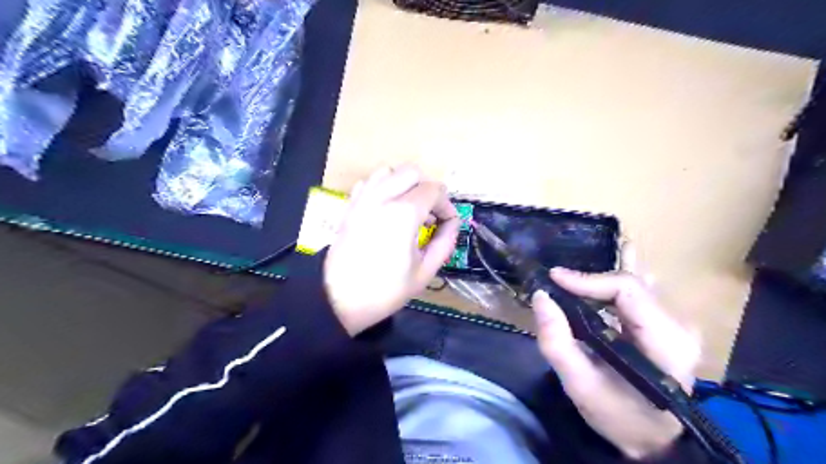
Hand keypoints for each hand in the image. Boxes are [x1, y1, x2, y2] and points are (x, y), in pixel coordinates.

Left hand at [326, 164, 462, 334]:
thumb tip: (452, 224)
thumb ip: (445, 243)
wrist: (339, 300)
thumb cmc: (385, 291)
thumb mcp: (424, 272)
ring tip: (408, 209)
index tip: (447, 223)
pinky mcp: (349, 206)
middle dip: (427, 189)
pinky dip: (382, 187)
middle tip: (429, 214)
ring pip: (388, 171)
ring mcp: (362, 199)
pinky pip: (369, 182)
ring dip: (404, 184)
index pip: (434, 190)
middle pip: (412, 172)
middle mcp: (382, 197)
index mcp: (404, 214)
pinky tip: (386, 209)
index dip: (446, 205)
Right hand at [532, 247, 698, 460]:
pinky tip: (592, 286)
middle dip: (589, 281)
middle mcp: (679, 325)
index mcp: (667, 342)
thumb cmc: (620, 417)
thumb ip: (557, 342)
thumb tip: (541, 296)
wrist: (654, 440)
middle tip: (556, 286)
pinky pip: (633, 294)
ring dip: (596, 284)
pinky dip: (607, 289)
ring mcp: (675, 322)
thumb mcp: (581, 386)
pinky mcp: (665, 324)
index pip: (628, 290)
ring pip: (631, 285)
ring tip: (567, 286)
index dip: (588, 279)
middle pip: (629, 284)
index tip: (554, 279)